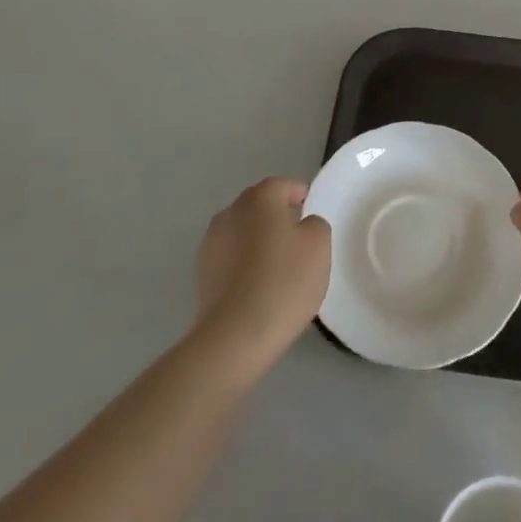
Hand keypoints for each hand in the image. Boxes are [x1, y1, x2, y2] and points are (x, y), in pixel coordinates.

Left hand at [193, 178, 331, 367]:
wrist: (236, 335)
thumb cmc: (284, 281)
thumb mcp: (319, 246)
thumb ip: (315, 224)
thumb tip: (302, 224)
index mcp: (260, 198)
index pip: (283, 186)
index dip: (300, 196)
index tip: (312, 214)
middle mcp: (231, 212)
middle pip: (259, 207)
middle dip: (277, 218)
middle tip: (298, 242)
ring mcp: (211, 242)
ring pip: (242, 232)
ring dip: (257, 241)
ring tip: (277, 268)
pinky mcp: (201, 273)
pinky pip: (230, 258)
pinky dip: (243, 264)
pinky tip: (257, 287)